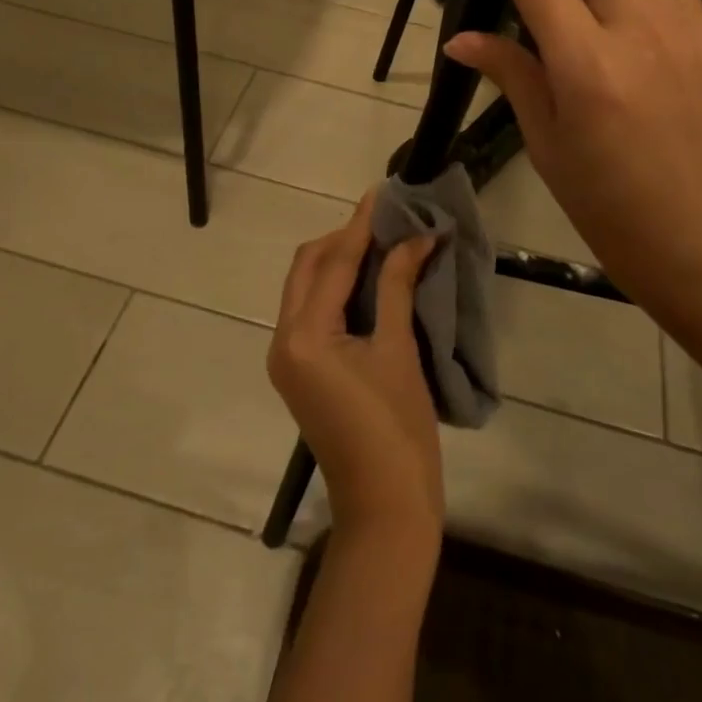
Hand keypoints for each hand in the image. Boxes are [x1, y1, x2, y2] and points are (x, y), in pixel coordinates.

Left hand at [269, 194, 443, 549]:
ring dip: (338, 260)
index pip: (332, 263)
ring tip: (382, 240)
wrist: (385, 508)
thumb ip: (397, 286)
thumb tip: (417, 237)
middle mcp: (283, 340)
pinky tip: (369, 277)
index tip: (383, 192)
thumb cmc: (397, 431)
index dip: (360, 225)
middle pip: (308, 268)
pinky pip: (311, 311)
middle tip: (386, 219)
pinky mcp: (299, 370)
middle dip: (343, 239)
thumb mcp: (398, 351)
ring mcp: (286, 357)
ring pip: (306, 287)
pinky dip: (336, 287)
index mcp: (303, 336)